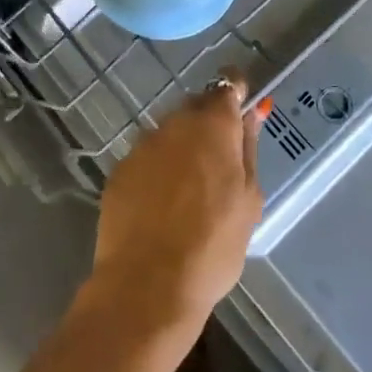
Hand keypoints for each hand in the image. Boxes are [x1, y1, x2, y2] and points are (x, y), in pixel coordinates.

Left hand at [83, 72, 263, 336]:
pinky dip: (158, 170)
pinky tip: (163, 205)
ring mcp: (143, 144)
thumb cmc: (213, 246)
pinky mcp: (120, 169)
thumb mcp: (249, 200)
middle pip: (197, 107)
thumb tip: (251, 116)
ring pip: (170, 133)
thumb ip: (248, 150)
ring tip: (191, 192)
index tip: (243, 111)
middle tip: (221, 164)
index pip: (228, 85)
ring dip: (183, 148)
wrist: (147, 286)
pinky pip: (147, 158)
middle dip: (210, 125)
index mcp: (213, 125)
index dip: (237, 93)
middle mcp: (175, 122)